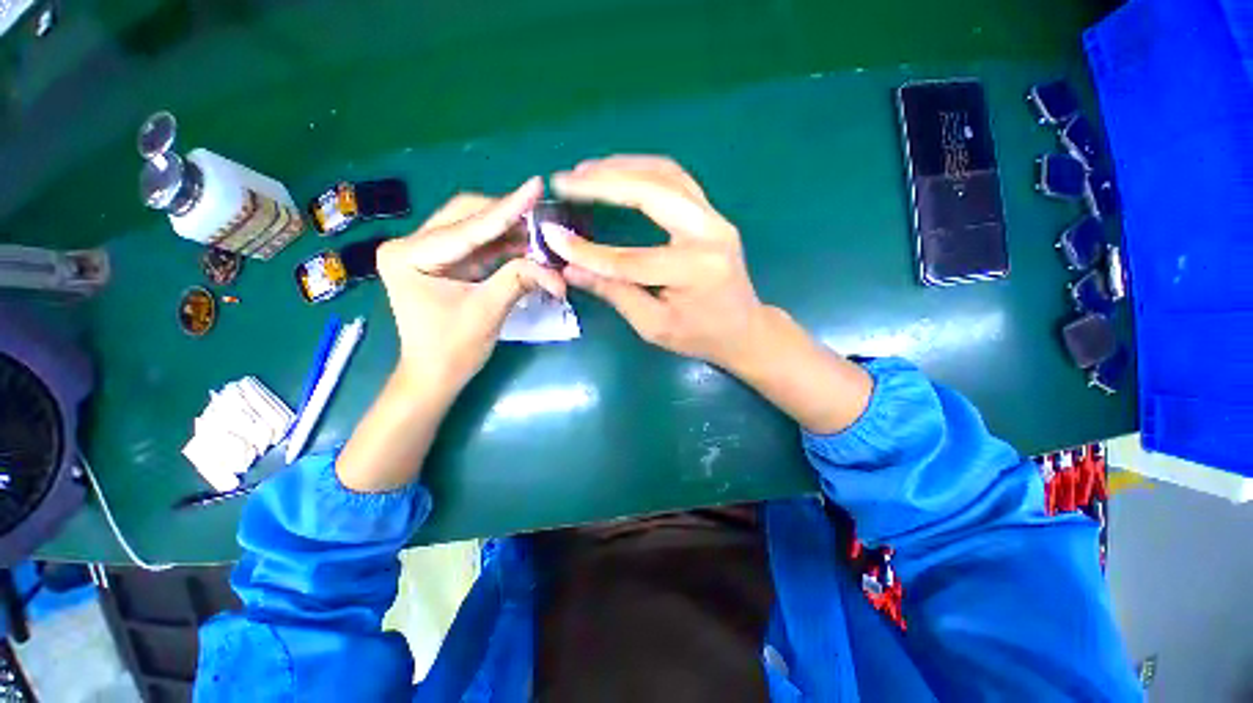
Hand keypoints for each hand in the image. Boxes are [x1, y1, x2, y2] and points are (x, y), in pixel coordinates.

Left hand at [376, 177, 565, 393]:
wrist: (434, 377)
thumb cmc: (452, 350)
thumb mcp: (488, 312)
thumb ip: (519, 279)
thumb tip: (554, 268)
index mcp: (409, 254)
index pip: (468, 228)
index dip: (508, 208)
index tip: (536, 185)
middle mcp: (412, 245)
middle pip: (466, 215)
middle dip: (506, 215)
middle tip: (541, 212)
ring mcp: (426, 253)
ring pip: (473, 227)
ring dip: (507, 229)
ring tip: (539, 228)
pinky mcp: (443, 264)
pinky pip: (477, 245)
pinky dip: (503, 245)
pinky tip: (526, 243)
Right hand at [546, 155, 871, 433]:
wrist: (744, 329)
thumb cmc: (700, 336)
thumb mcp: (654, 326)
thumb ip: (615, 293)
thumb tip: (571, 269)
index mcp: (694, 271)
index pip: (630, 258)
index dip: (588, 251)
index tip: (551, 236)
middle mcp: (709, 234)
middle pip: (652, 193)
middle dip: (603, 183)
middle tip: (566, 181)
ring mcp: (715, 218)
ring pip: (666, 174)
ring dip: (622, 167)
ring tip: (585, 172)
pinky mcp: (712, 214)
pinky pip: (675, 179)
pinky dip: (642, 171)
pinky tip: (618, 173)